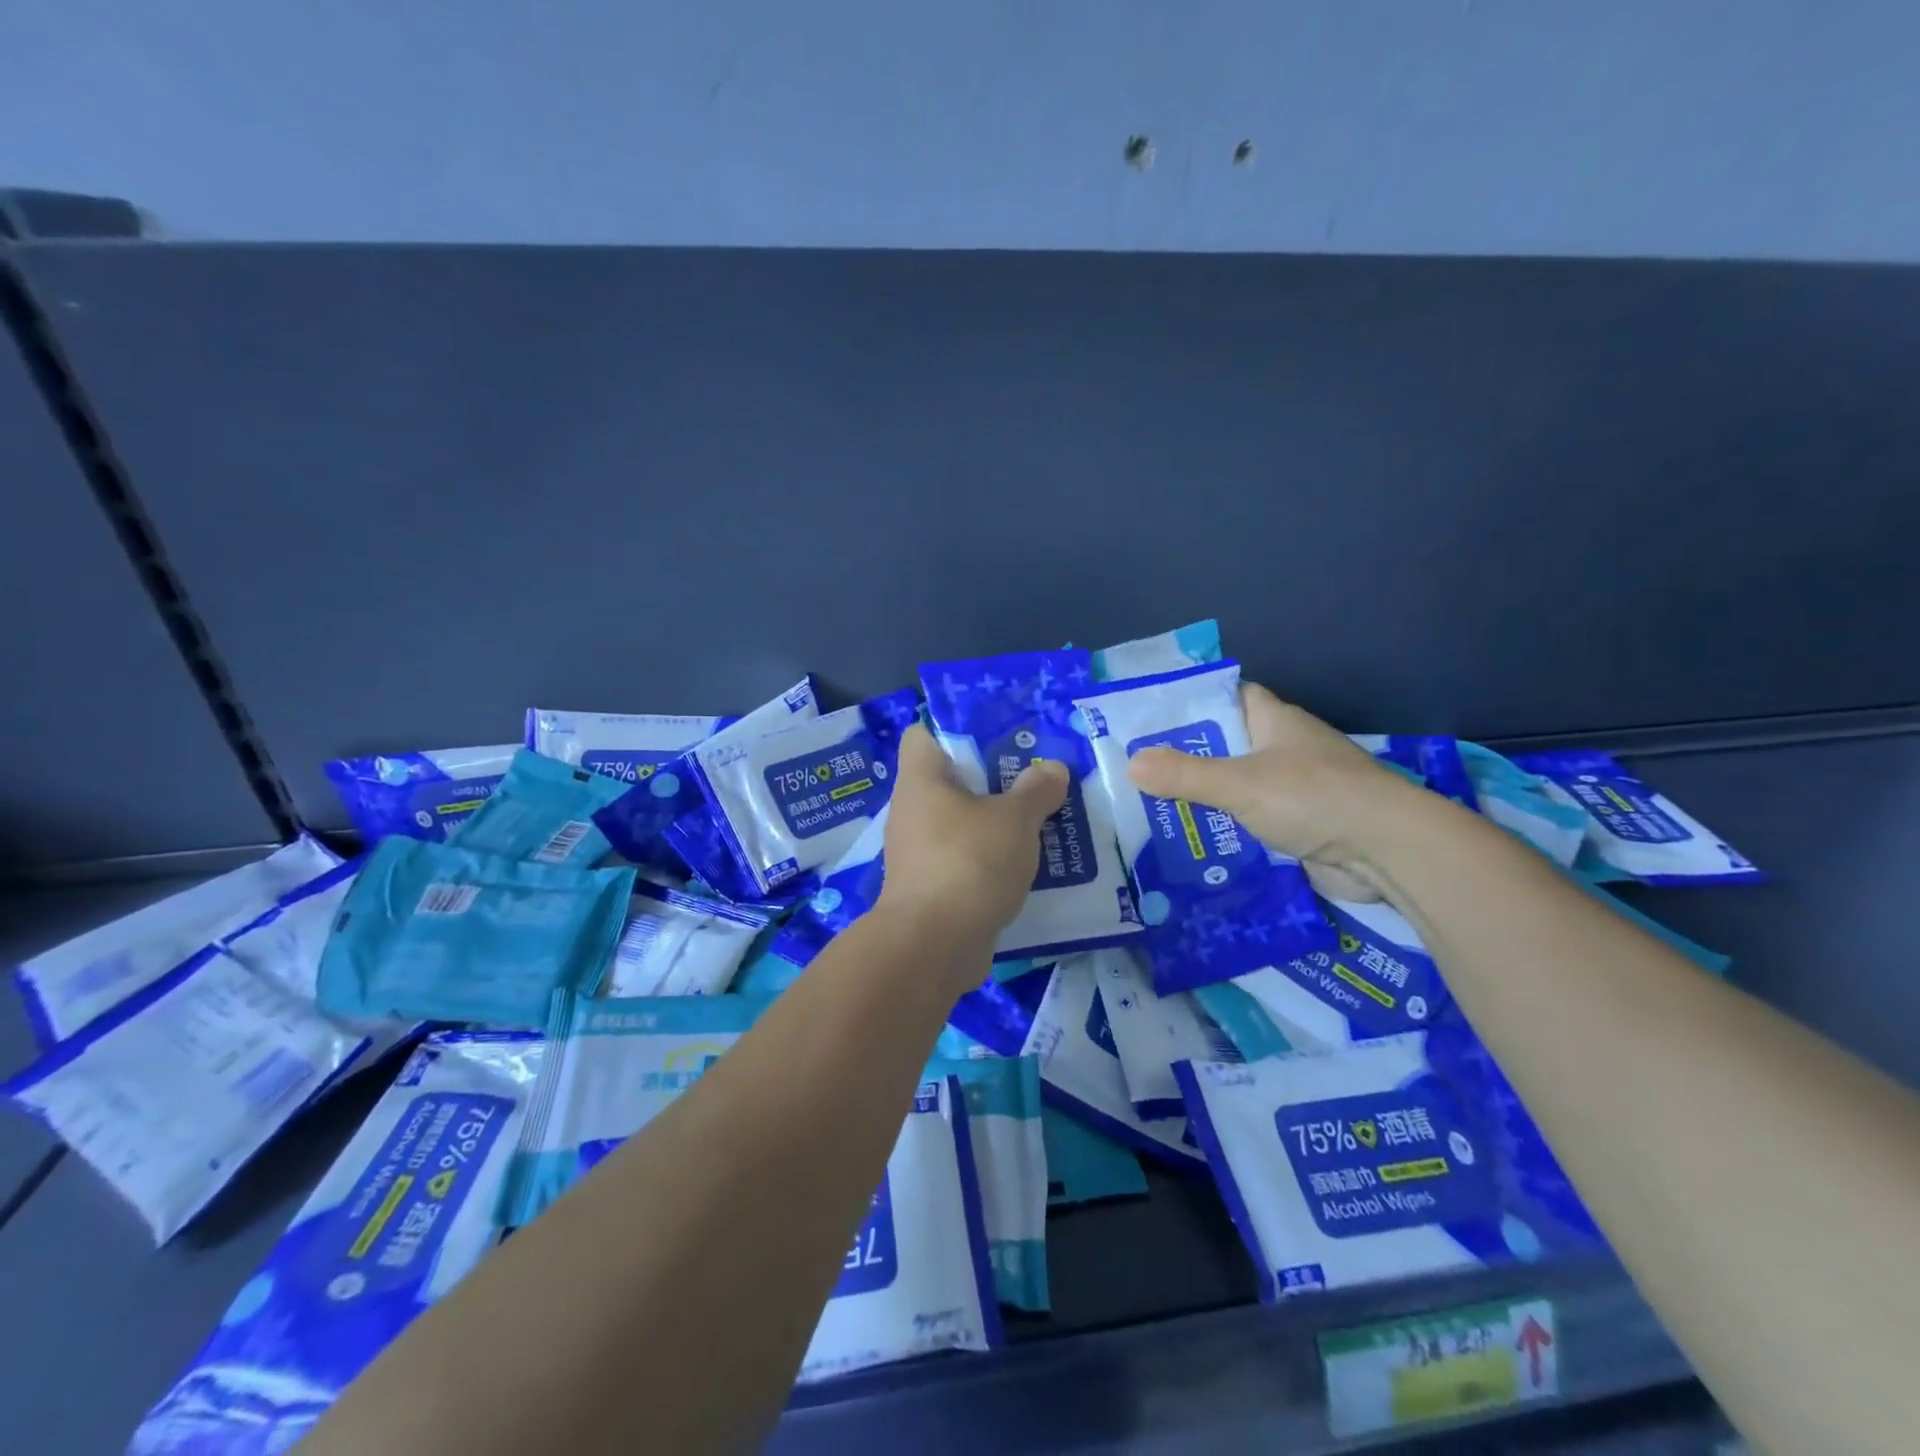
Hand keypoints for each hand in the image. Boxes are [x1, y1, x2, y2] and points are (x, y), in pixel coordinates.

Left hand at [878, 723, 1067, 948]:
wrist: (933, 946)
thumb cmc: (969, 862)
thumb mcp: (1014, 820)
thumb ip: (1036, 790)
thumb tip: (1052, 768)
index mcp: (922, 778)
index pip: (923, 733)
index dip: (956, 728)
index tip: (997, 734)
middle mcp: (913, 809)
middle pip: (951, 779)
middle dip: (993, 777)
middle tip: (1036, 775)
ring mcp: (919, 851)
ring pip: (961, 821)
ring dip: (996, 821)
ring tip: (1041, 816)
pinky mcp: (932, 886)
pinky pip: (965, 857)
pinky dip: (990, 857)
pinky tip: (1027, 862)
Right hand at [1126, 684, 1427, 901]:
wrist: (1388, 852)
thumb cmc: (1314, 798)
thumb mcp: (1239, 783)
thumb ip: (1184, 775)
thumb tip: (1131, 764)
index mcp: (1275, 721)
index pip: (1229, 696)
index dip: (1193, 702)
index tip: (1151, 716)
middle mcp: (1285, 749)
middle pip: (1228, 744)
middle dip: (1187, 757)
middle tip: (1137, 769)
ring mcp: (1296, 789)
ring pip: (1238, 786)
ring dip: (1205, 797)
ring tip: (1150, 806)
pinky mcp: (1301, 826)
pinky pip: (1252, 821)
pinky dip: (1226, 829)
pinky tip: (1191, 840)